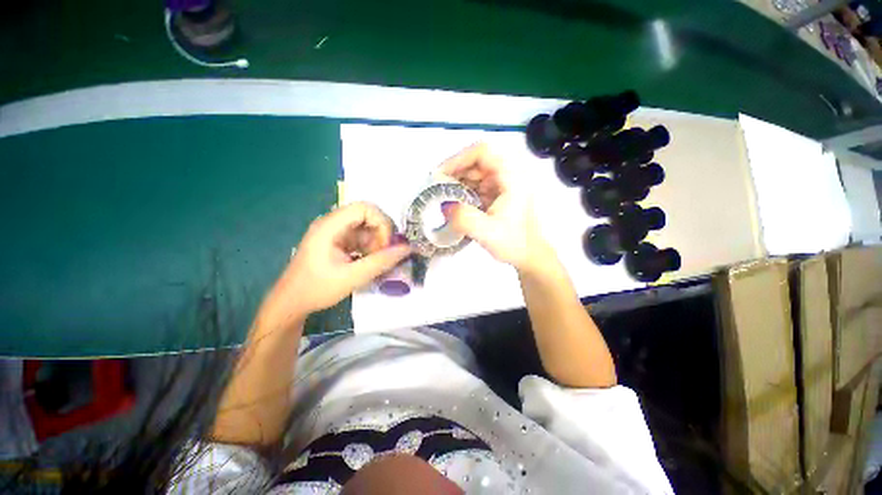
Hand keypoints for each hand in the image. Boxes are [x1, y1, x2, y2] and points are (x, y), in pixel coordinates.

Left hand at [257, 202, 410, 328]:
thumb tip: (407, 249)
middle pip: (368, 216)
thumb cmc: (317, 289)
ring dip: (377, 243)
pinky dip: (370, 249)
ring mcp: (336, 232)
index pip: (364, 208)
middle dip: (381, 234)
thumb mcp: (352, 277)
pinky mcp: (339, 242)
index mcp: (330, 226)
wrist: (291, 303)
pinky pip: (362, 238)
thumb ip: (381, 262)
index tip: (385, 246)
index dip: (381, 223)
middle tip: (383, 255)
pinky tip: (369, 263)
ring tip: (376, 262)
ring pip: (367, 228)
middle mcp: (333, 223)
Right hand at [440, 143, 548, 271]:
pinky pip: (476, 185)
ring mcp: (502, 183)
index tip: (440, 175)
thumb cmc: (514, 243)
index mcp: (511, 177)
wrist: (529, 255)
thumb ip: (464, 218)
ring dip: (457, 183)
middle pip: (476, 161)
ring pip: (474, 173)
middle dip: (454, 173)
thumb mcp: (488, 233)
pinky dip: (462, 192)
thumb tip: (444, 205)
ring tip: (443, 199)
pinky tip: (454, 205)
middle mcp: (508, 174)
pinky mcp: (497, 193)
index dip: (458, 159)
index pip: (482, 152)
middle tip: (437, 190)